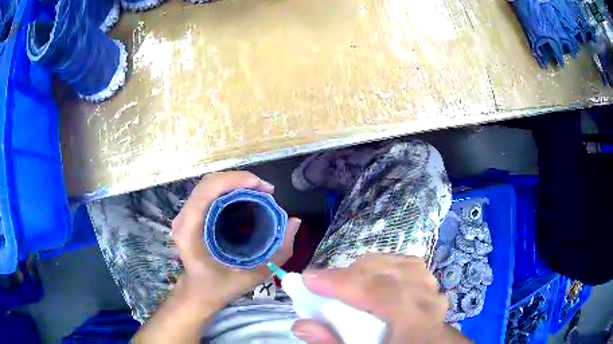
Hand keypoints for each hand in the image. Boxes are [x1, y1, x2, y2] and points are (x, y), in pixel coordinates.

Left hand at [171, 171, 301, 315]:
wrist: (198, 293)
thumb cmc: (220, 287)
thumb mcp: (252, 276)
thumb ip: (278, 251)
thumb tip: (294, 222)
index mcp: (190, 232)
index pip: (206, 192)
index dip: (234, 181)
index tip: (262, 186)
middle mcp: (183, 219)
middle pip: (208, 183)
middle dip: (238, 179)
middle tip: (265, 189)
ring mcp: (184, 215)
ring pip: (208, 184)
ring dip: (234, 181)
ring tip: (258, 190)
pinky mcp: (190, 215)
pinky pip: (208, 192)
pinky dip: (228, 188)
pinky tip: (245, 195)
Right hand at [292, 254, 468, 343]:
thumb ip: (333, 343)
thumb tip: (301, 324)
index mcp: (415, 324)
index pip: (379, 292)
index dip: (341, 282)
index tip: (308, 279)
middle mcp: (428, 301)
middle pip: (385, 273)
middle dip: (347, 275)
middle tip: (321, 287)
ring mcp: (433, 290)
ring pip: (395, 263)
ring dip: (366, 269)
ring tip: (345, 284)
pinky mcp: (432, 285)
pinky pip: (407, 264)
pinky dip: (384, 266)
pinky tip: (372, 278)